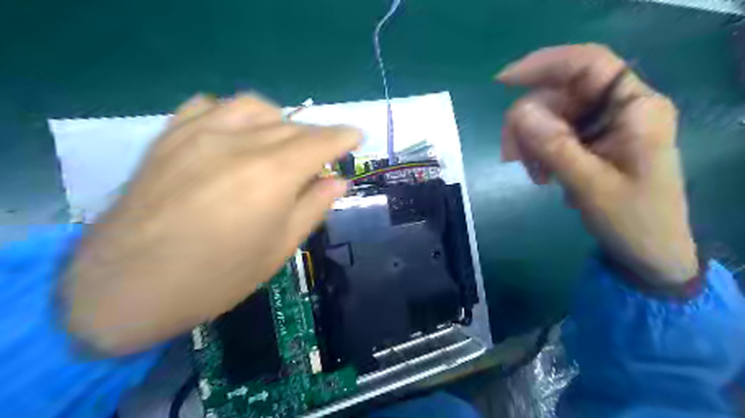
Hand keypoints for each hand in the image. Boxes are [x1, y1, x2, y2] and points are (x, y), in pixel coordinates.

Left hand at [64, 93, 360, 353]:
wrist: (125, 289)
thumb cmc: (216, 278)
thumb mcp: (279, 249)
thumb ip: (313, 207)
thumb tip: (338, 181)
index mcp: (272, 175)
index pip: (320, 141)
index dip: (344, 136)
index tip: (357, 136)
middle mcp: (240, 143)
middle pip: (292, 125)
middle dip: (316, 137)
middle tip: (321, 160)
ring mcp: (199, 134)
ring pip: (254, 107)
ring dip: (279, 120)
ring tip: (281, 144)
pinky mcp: (169, 137)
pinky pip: (210, 106)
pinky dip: (234, 114)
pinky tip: (235, 135)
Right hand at [493, 44, 698, 289]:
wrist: (647, 253)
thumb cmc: (632, 220)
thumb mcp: (591, 186)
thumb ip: (556, 147)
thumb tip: (518, 113)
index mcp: (635, 108)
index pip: (587, 64)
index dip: (543, 64)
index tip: (502, 82)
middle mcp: (619, 108)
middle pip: (560, 93)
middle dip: (527, 122)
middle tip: (511, 157)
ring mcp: (603, 125)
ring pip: (550, 115)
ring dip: (530, 142)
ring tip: (534, 175)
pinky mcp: (590, 142)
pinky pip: (552, 134)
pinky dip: (538, 152)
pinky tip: (542, 176)